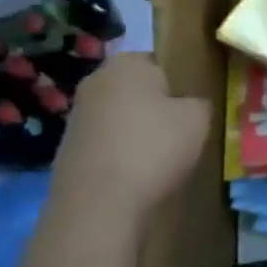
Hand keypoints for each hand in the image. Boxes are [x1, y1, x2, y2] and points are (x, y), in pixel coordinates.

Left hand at [51, 54, 209, 216]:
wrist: (98, 203)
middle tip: (179, 132)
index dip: (180, 85)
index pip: (161, 63)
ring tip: (159, 159)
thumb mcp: (199, 119)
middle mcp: (96, 80)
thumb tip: (191, 105)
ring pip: (120, 117)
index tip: (191, 109)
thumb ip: (199, 103)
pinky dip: (120, 155)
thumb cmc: (154, 147)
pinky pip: (106, 144)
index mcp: (128, 63)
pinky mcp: (67, 149)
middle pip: (137, 90)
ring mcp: (77, 116)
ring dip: (137, 133)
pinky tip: (135, 175)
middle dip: (155, 108)